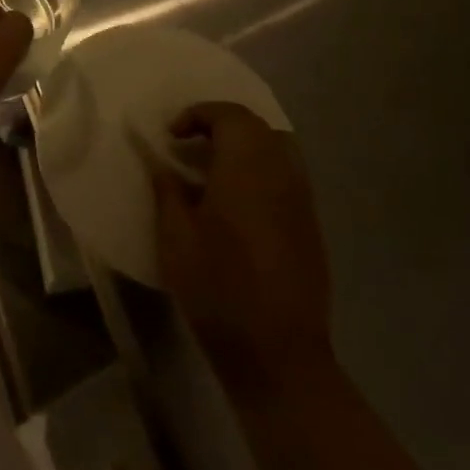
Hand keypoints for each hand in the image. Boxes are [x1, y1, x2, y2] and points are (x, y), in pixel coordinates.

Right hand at [154, 102, 336, 400]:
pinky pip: (286, 178)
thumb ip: (167, 188)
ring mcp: (302, 203)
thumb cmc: (217, 288)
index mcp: (248, 170)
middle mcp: (282, 176)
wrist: (278, 354)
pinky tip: (235, 204)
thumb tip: (159, 159)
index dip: (198, 115)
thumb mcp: (175, 235)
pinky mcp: (310, 228)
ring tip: (210, 171)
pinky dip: (259, 173)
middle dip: (221, 126)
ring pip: (277, 150)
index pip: (230, 116)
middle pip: (258, 127)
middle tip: (189, 146)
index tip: (172, 136)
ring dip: (243, 148)